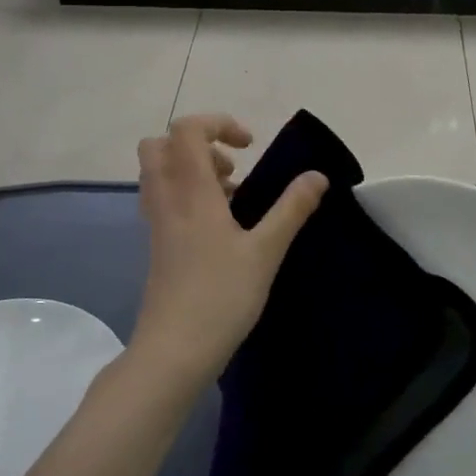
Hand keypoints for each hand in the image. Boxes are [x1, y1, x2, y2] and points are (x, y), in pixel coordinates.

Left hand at [132, 114, 326, 385]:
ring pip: (159, 173)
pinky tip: (219, 225)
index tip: (249, 147)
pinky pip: (164, 199)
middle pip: (159, 145)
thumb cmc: (221, 297)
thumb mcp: (266, 251)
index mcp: (191, 192)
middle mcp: (167, 200)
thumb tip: (317, 176)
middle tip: (232, 167)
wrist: (173, 352)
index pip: (186, 130)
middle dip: (197, 143)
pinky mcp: (158, 246)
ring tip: (231, 195)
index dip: (218, 123)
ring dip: (192, 169)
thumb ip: (292, 209)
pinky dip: (187, 194)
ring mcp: (158, 224)